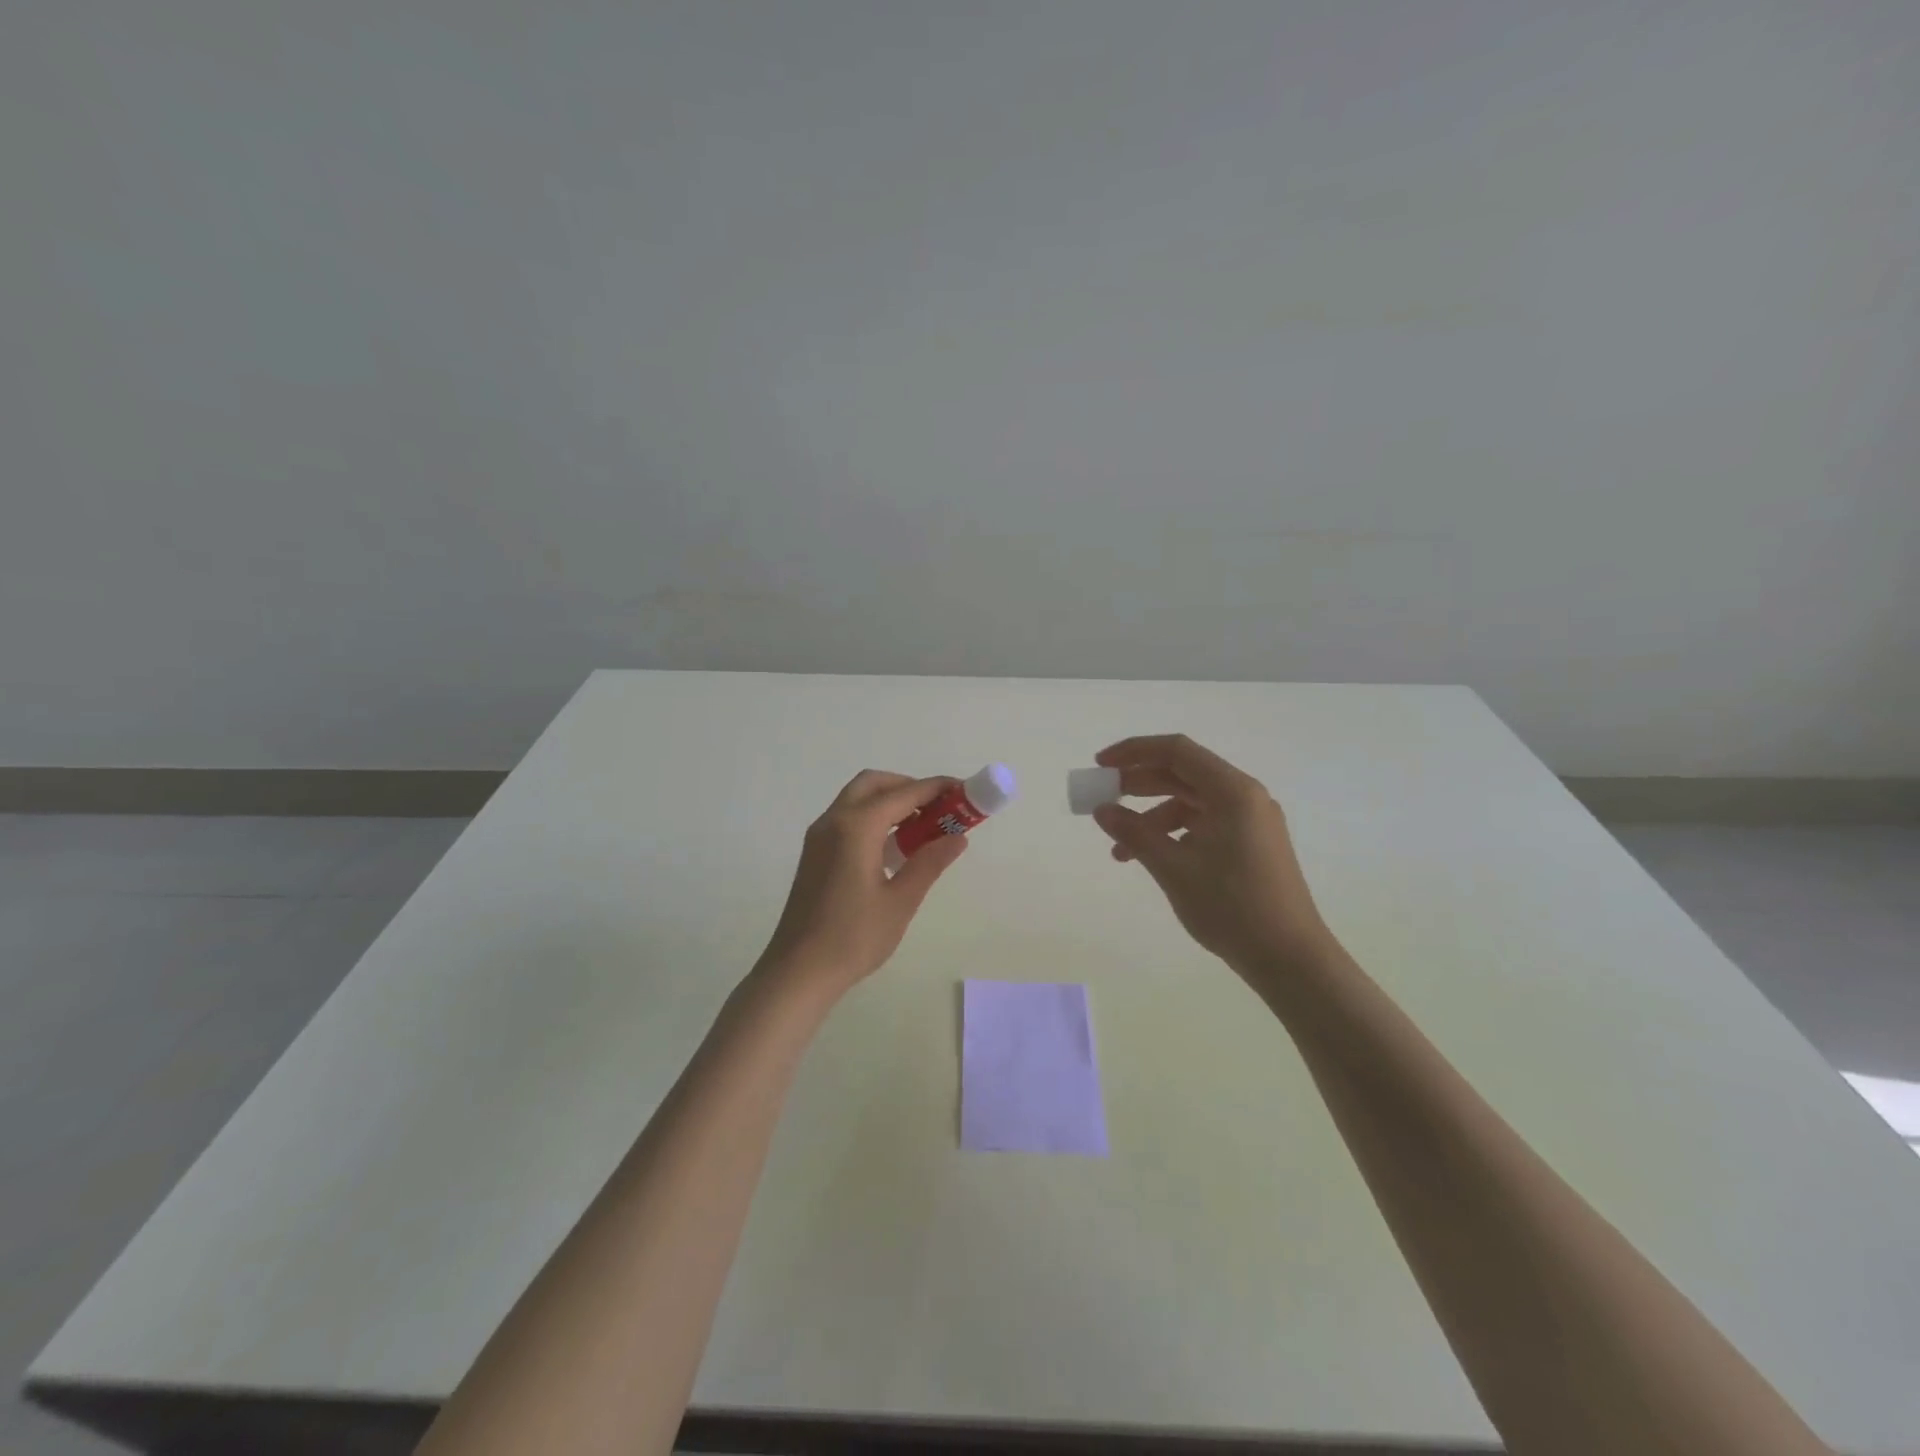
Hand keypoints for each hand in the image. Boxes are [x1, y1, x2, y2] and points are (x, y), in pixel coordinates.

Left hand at [758, 771, 969, 993]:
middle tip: (938, 809)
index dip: (935, 788)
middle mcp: (833, 821)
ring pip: (858, 799)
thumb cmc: (853, 938)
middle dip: (908, 787)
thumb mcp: (900, 901)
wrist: (798, 971)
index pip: (903, 793)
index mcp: (856, 827)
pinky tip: (893, 847)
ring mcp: (819, 836)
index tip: (963, 790)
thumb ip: (929, 862)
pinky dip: (873, 817)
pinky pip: (847, 818)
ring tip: (923, 828)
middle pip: (874, 784)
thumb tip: (957, 838)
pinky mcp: (814, 853)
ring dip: (890, 801)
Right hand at [1091, 734, 1331, 973]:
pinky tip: (1153, 859)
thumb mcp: (1174, 869)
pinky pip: (1204, 824)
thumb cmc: (1232, 907)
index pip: (1176, 751)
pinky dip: (1174, 834)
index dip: (1133, 751)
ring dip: (1152, 817)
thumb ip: (1135, 833)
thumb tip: (1101, 809)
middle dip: (1138, 784)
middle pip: (1183, 774)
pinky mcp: (1251, 844)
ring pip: (1191, 802)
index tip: (1100, 766)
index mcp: (1232, 792)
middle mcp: (1245, 797)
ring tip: (1120, 849)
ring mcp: (1250, 821)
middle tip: (1103, 800)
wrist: (1290, 959)